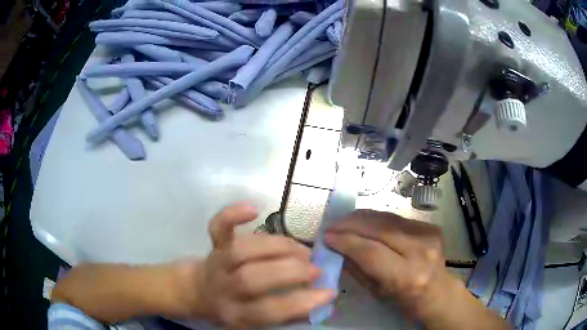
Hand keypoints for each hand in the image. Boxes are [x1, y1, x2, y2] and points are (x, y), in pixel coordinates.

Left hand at [172, 203, 335, 327]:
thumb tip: (321, 303)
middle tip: (315, 269)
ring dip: (278, 247)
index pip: (268, 311)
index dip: (301, 302)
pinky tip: (254, 210)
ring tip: (301, 251)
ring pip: (241, 250)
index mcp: (236, 314)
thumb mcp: (256, 323)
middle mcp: (223, 289)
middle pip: (252, 279)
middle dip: (290, 272)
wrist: (197, 292)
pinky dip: (232, 215)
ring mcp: (216, 263)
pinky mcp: (213, 244)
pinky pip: (217, 227)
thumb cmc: (233, 309)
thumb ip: (286, 316)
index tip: (328, 291)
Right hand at [324, 210, 454, 320]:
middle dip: (351, 224)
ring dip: (362, 217)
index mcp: (406, 276)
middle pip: (380, 229)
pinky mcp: (431, 227)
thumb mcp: (377, 292)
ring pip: (388, 218)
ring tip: (344, 220)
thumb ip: (358, 269)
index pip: (371, 252)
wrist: (439, 292)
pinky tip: (365, 222)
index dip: (346, 242)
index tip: (326, 236)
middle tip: (332, 224)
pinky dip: (377, 219)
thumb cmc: (406, 300)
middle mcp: (420, 251)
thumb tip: (337, 249)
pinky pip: (397, 219)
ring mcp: (428, 235)